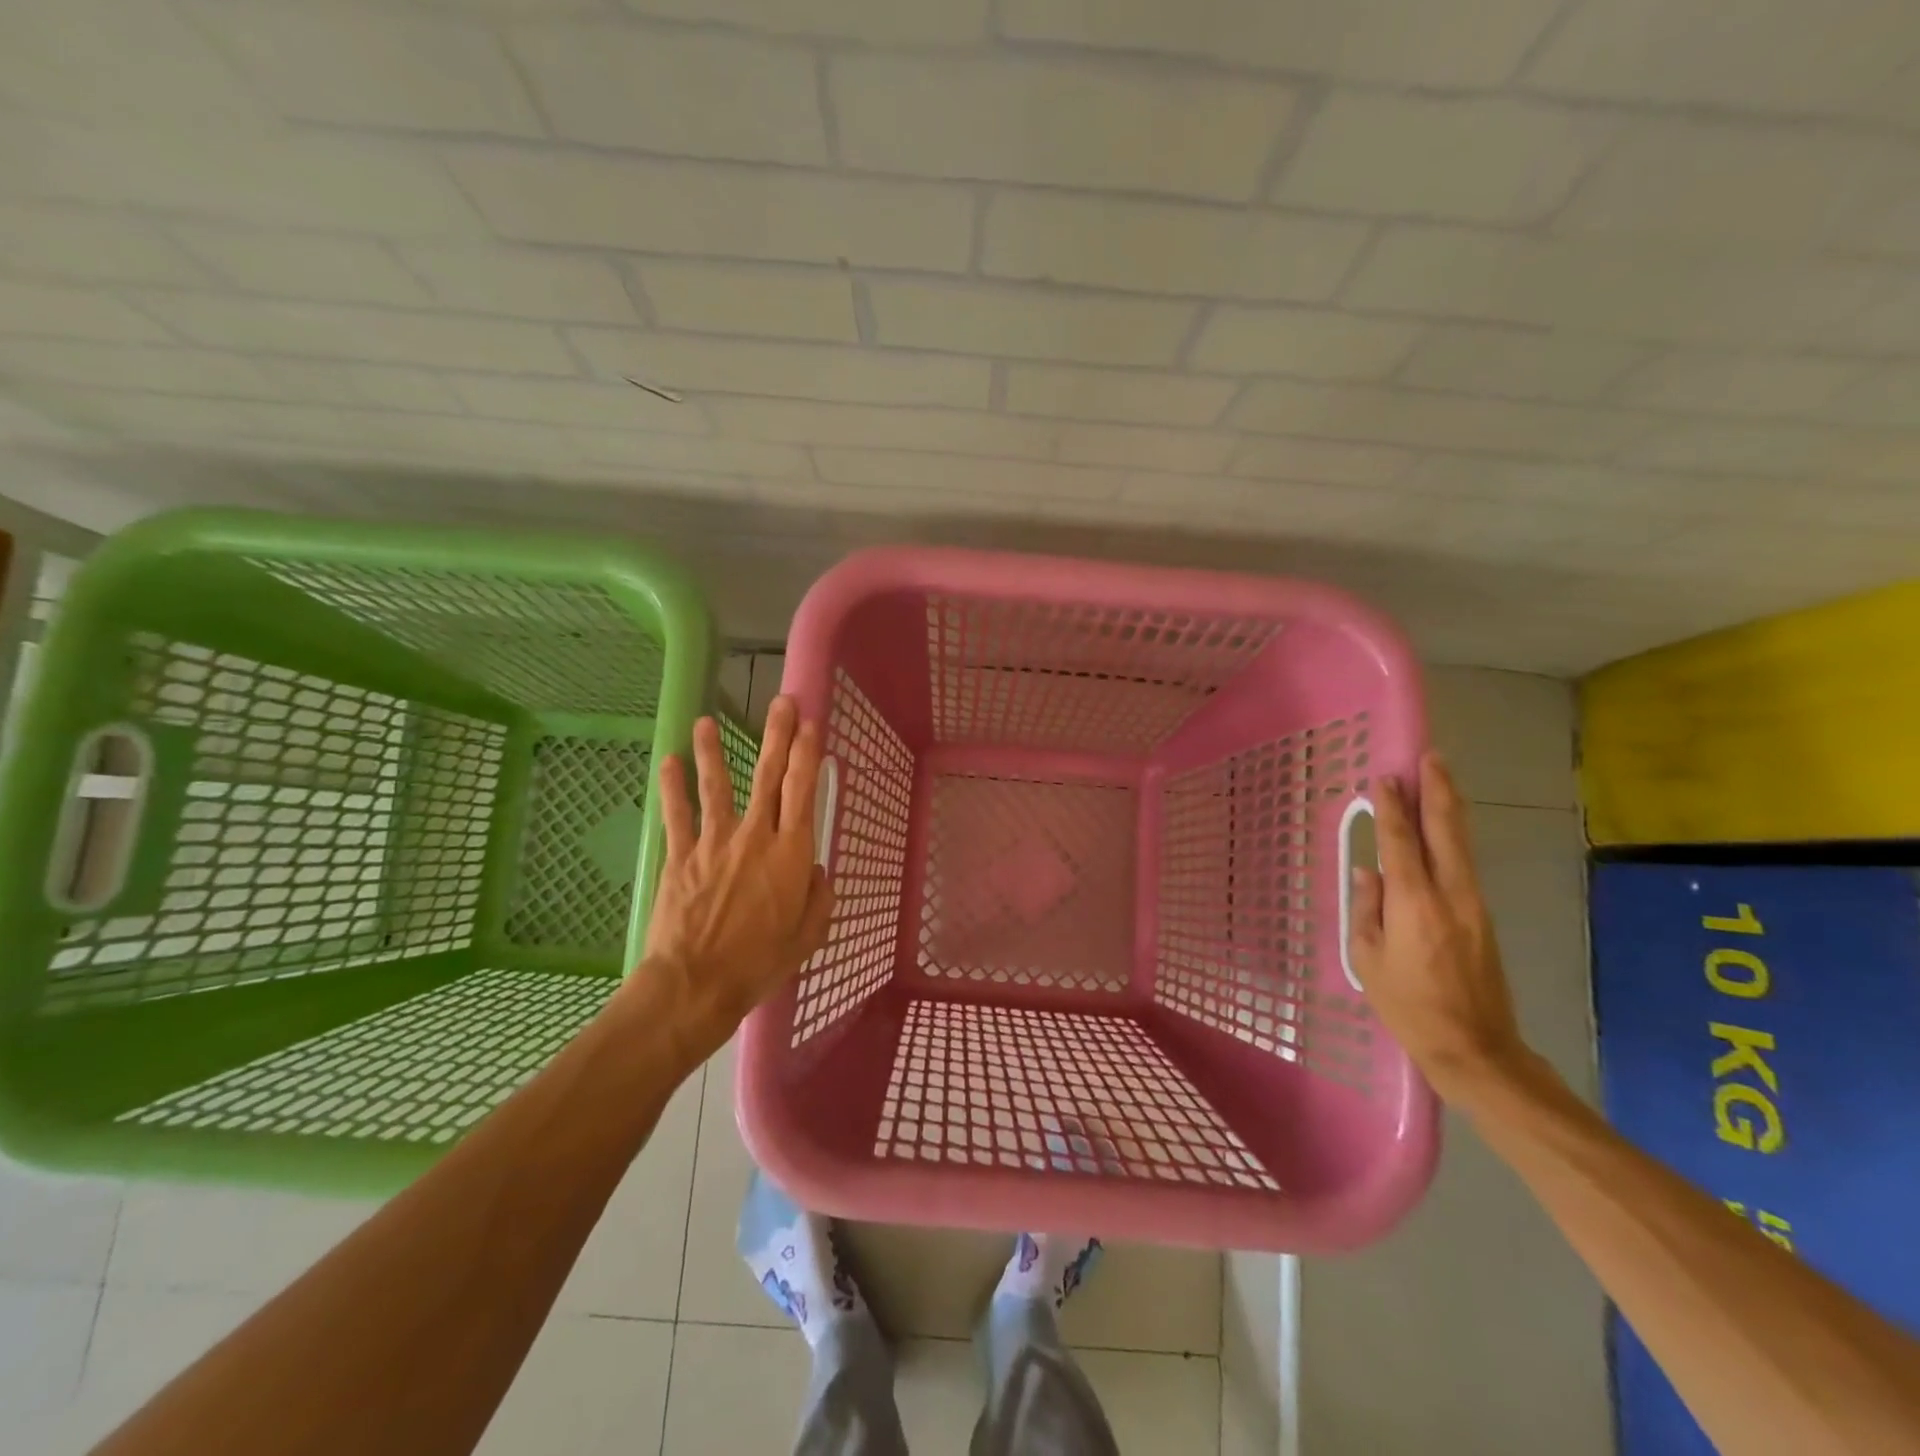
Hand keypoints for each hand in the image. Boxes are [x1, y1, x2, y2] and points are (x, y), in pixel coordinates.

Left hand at [632, 697, 834, 1064]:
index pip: (802, 790)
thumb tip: (815, 871)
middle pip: (767, 776)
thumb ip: (818, 896)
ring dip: (714, 752)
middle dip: (776, 735)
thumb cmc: (761, 962)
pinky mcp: (682, 857)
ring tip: (708, 721)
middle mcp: (755, 836)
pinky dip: (672, 788)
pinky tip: (669, 762)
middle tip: (781, 701)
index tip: (810, 723)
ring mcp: (714, 843)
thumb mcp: (809, 935)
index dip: (807, 753)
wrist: (697, 984)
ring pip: (716, 786)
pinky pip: (677, 815)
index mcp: (791, 852)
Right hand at [1346, 750, 1528, 1103]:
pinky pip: (1465, 865)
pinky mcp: (1483, 918)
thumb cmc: (1409, 1006)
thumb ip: (1366, 910)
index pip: (1402, 842)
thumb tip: (1367, 873)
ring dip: (1449, 809)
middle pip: (1447, 831)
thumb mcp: (1368, 959)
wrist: (1476, 1048)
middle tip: (1430, 757)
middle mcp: (1450, 894)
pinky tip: (1443, 831)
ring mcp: (1474, 905)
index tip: (1385, 777)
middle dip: (1437, 791)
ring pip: (1462, 844)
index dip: (1392, 807)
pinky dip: (1453, 838)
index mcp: (1415, 903)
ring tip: (1438, 779)